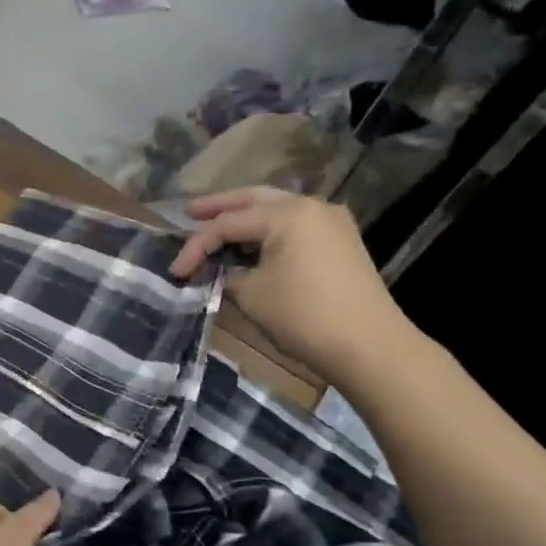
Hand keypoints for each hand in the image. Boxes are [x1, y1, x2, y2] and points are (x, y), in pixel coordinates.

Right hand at [169, 187, 416, 386]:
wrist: (369, 345)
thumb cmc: (304, 316)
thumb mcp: (252, 295)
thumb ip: (228, 274)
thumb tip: (221, 270)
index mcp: (287, 214)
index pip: (228, 224)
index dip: (196, 246)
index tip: (175, 270)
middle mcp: (310, 206)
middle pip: (254, 200)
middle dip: (220, 207)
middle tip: (190, 213)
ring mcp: (331, 222)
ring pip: (277, 210)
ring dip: (246, 218)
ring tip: (218, 227)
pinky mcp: (341, 242)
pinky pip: (295, 225)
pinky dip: (268, 231)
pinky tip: (253, 243)